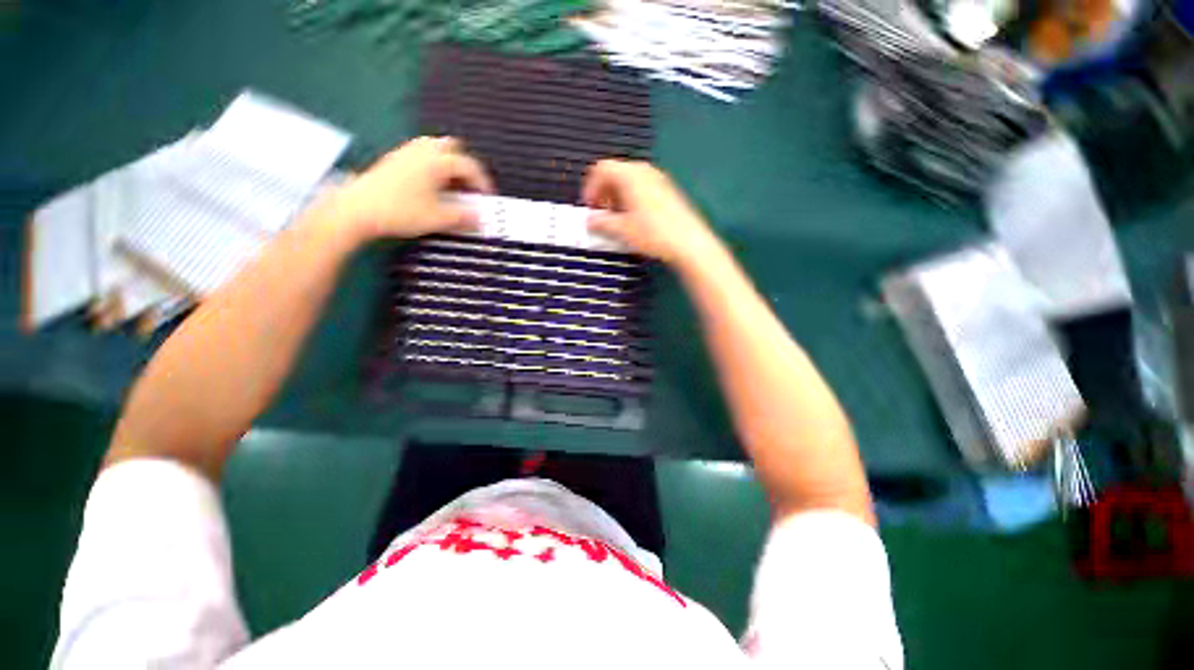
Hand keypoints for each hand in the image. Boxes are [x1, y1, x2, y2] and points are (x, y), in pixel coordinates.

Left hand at [324, 136, 493, 242]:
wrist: (357, 209)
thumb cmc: (401, 212)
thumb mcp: (438, 219)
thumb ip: (463, 218)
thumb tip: (480, 219)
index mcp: (437, 162)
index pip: (469, 166)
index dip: (483, 182)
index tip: (488, 198)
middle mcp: (423, 151)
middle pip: (452, 148)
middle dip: (465, 166)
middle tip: (469, 188)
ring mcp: (406, 152)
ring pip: (435, 148)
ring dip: (448, 165)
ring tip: (451, 187)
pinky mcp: (394, 159)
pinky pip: (421, 154)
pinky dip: (433, 166)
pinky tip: (431, 186)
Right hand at [582, 160, 719, 265]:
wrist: (688, 241)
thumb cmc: (653, 233)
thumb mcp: (622, 230)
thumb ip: (601, 223)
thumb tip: (590, 221)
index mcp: (630, 175)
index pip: (601, 169)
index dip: (590, 188)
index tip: (590, 207)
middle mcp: (644, 171)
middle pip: (615, 173)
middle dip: (603, 193)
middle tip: (601, 214)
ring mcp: (658, 179)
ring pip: (629, 181)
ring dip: (616, 197)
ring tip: (616, 219)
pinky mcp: (667, 190)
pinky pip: (642, 188)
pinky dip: (631, 199)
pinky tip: (634, 219)